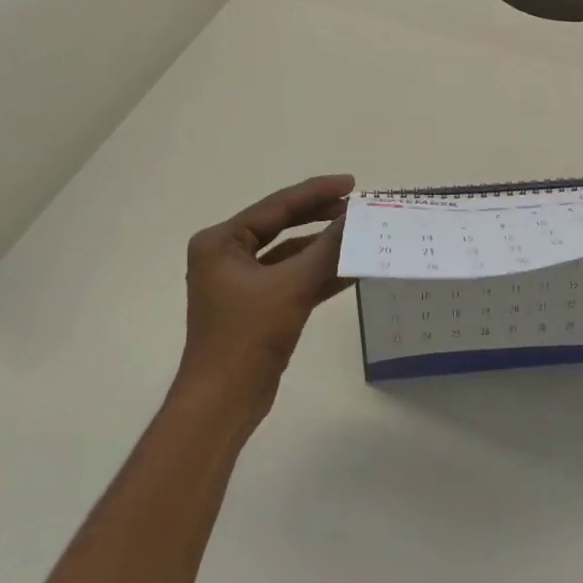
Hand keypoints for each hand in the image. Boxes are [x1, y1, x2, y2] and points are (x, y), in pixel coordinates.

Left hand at [173, 174, 355, 429]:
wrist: (225, 399)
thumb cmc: (249, 335)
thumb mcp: (292, 286)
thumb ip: (327, 249)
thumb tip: (357, 219)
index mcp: (221, 242)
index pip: (276, 206)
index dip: (316, 192)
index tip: (351, 183)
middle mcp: (227, 256)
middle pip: (282, 226)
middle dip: (321, 217)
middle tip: (357, 206)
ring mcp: (242, 283)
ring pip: (291, 255)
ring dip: (324, 248)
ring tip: (361, 235)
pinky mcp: (258, 306)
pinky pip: (293, 279)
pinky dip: (320, 274)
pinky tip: (352, 269)